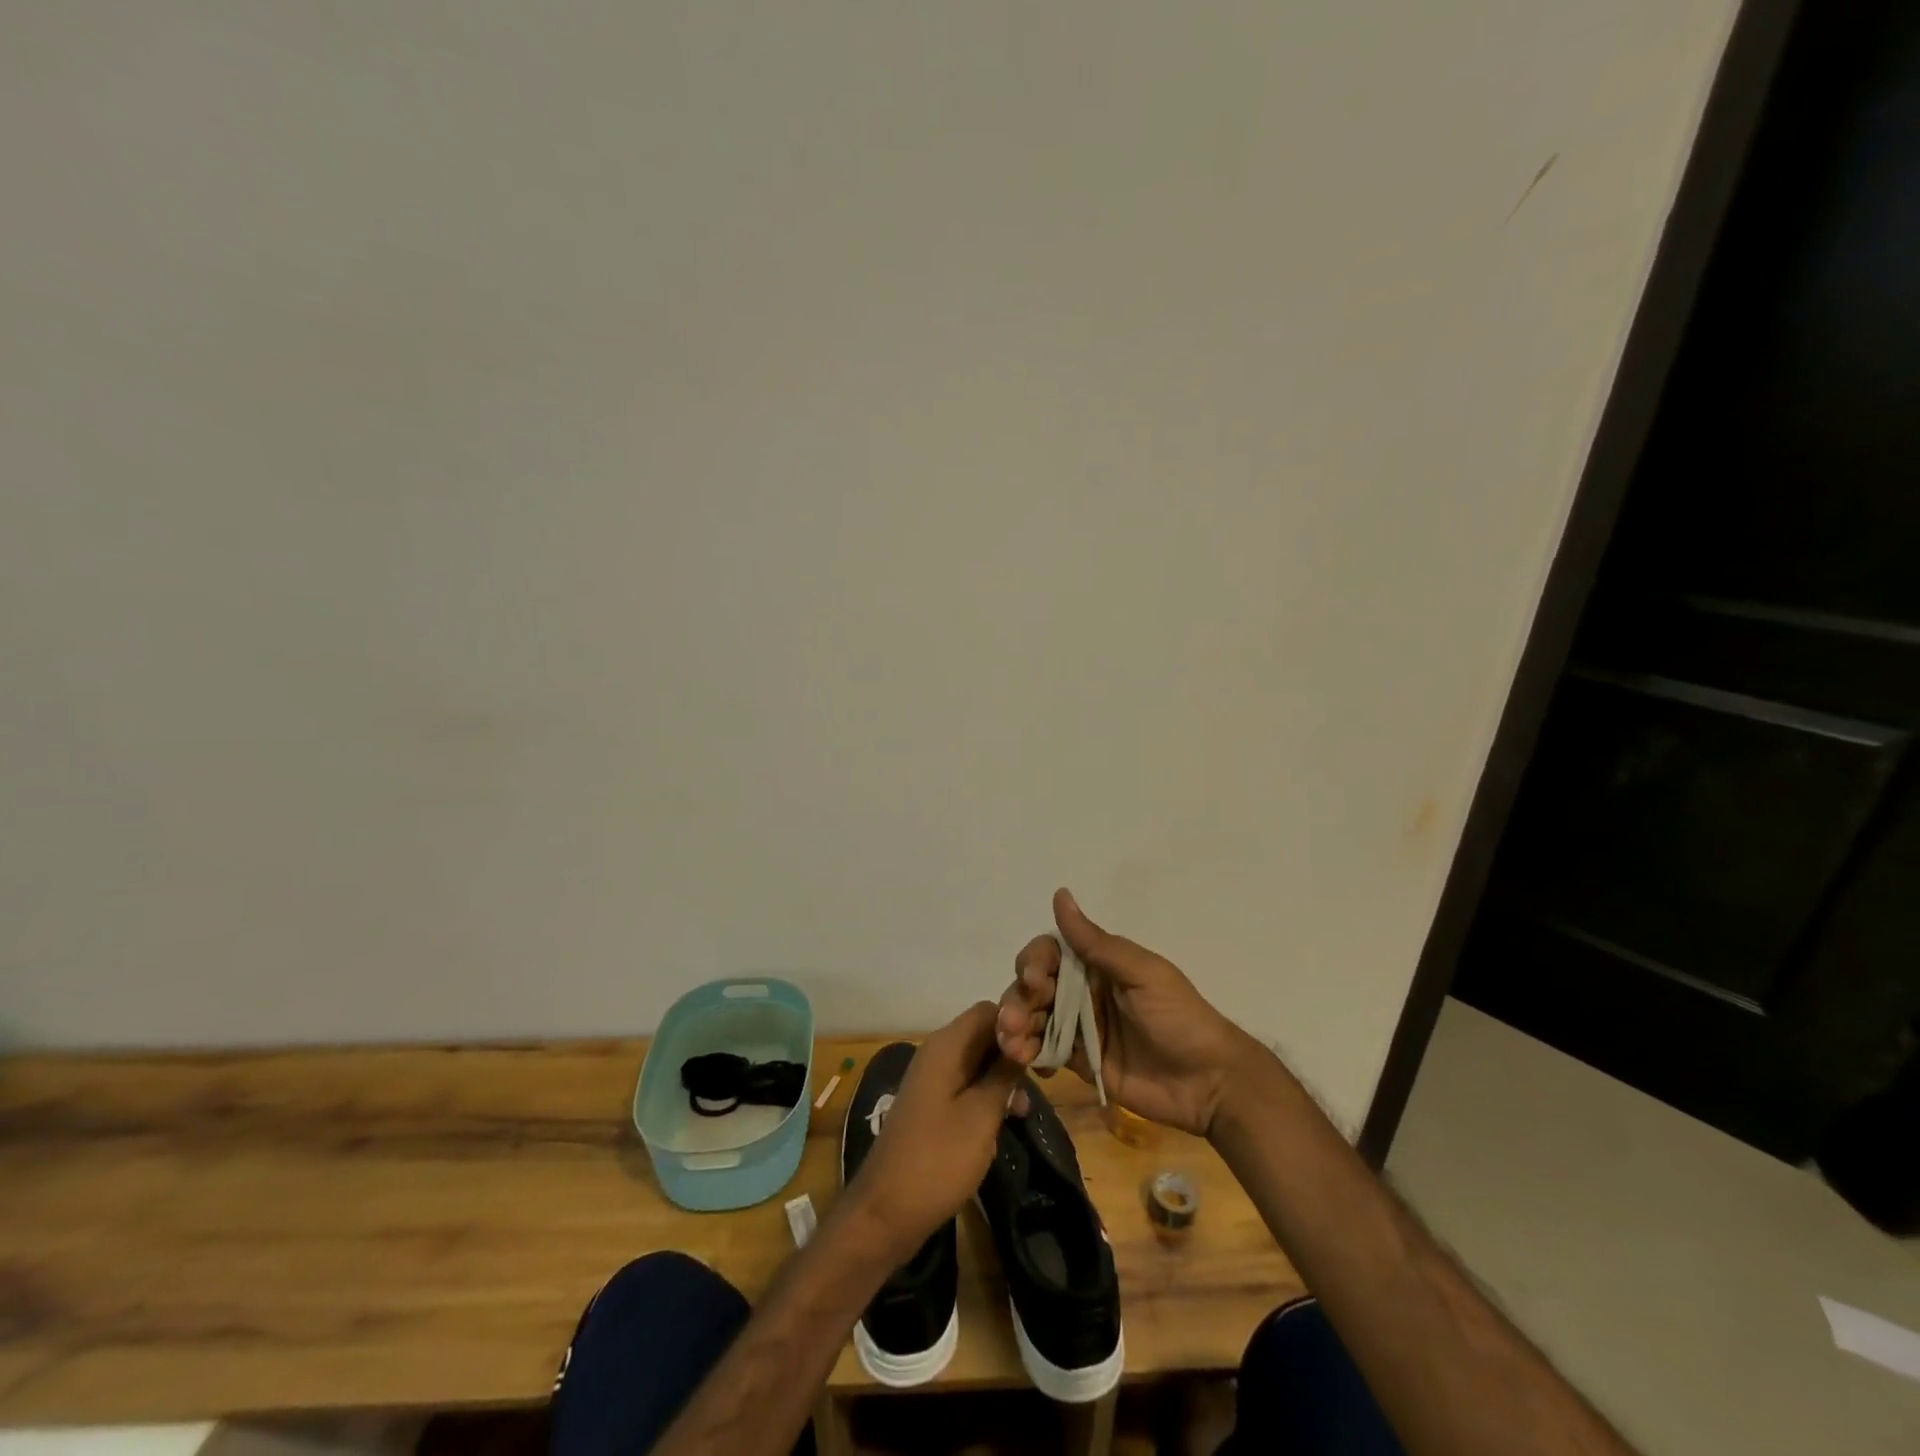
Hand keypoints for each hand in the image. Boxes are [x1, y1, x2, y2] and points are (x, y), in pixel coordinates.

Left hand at [840, 1001, 1020, 1261]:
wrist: (886, 1212)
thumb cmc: (937, 1160)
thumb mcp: (981, 1116)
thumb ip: (1003, 1074)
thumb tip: (1022, 1042)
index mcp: (946, 1046)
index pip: (989, 1010)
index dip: (1017, 1024)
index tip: (1042, 1051)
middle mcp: (938, 1052)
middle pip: (984, 1033)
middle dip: (1014, 1052)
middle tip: (1044, 1079)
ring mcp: (934, 1079)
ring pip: (979, 1061)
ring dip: (1004, 1077)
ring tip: (1026, 1108)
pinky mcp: (934, 1104)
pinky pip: (968, 1084)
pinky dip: (989, 1095)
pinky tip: (1007, 1119)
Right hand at [995, 889, 1259, 1137]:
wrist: (1210, 1083)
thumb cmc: (1179, 1018)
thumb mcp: (1142, 974)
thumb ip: (1096, 943)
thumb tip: (1060, 894)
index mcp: (1097, 964)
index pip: (1049, 954)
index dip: (1033, 963)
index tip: (1032, 980)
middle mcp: (1082, 992)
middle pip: (1033, 987)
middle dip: (1017, 999)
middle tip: (1013, 1022)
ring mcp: (1079, 1028)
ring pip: (1033, 1019)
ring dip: (1016, 1028)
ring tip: (1014, 1047)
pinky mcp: (1080, 1063)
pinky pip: (1045, 1052)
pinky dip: (1030, 1054)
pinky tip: (1026, 1062)